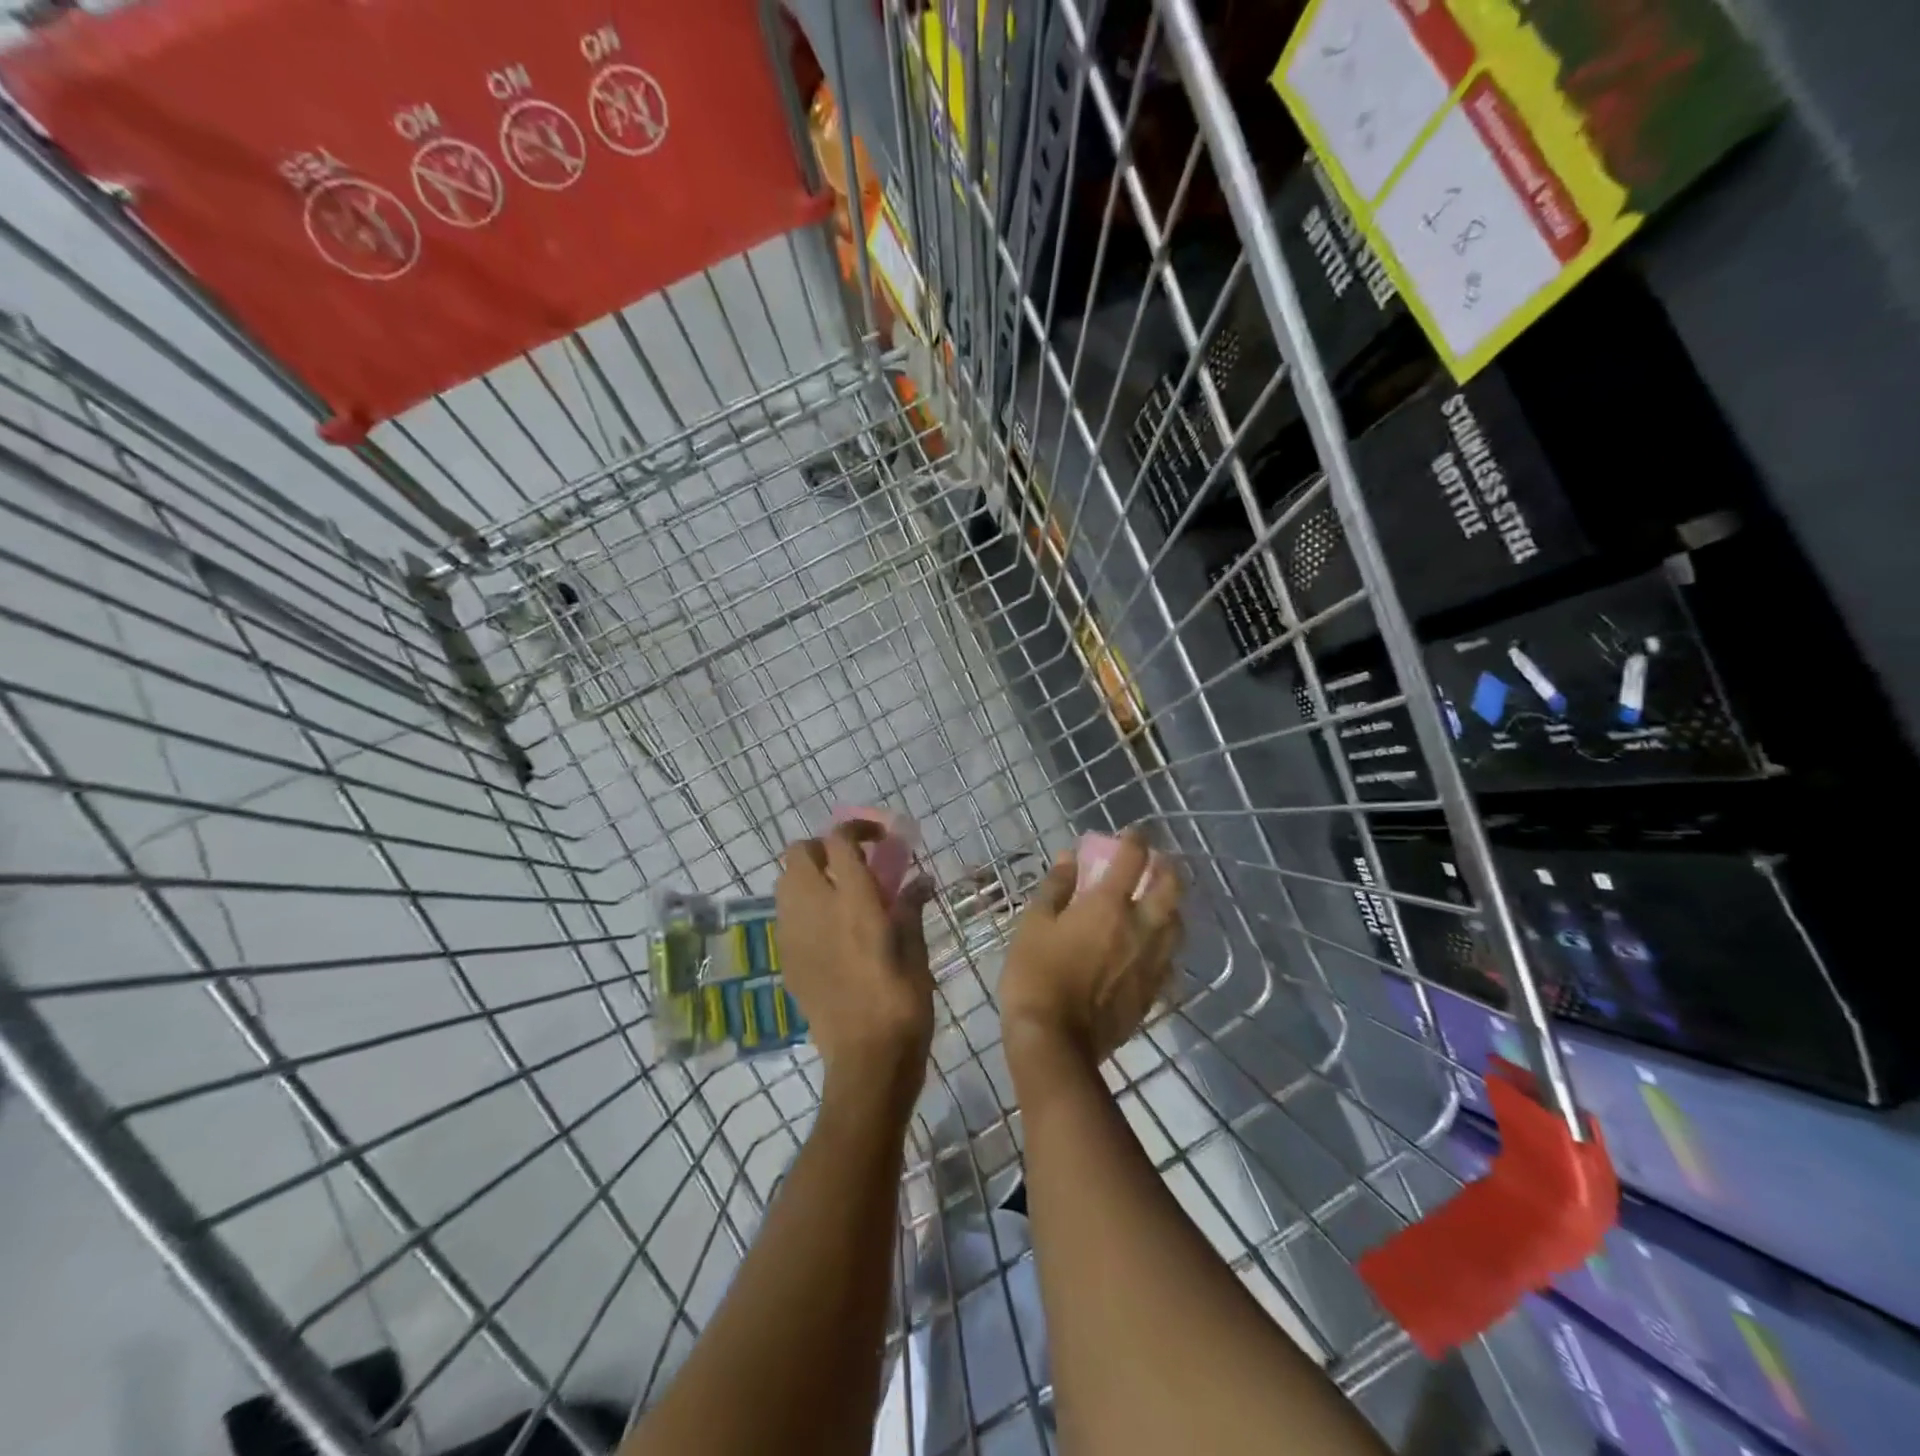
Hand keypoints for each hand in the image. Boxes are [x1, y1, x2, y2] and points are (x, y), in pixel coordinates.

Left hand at [775, 823, 933, 1106]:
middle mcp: (817, 910)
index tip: (878, 838)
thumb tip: (921, 880)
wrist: (866, 1061)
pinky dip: (803, 908)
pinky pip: (786, 917)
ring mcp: (795, 936)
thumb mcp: (916, 951)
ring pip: (785, 883)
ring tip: (840, 894)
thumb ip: (910, 908)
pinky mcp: (787, 961)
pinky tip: (830, 930)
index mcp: (855, 902)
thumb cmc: (903, 1003)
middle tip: (853, 864)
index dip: (856, 828)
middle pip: (798, 853)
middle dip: (823, 848)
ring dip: (809, 876)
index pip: (839, 842)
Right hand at [999, 831, 1182, 1075]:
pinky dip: (1166, 942)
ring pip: (1178, 923)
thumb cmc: (1036, 974)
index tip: (1132, 832)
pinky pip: (1170, 958)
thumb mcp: (1034, 923)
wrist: (1055, 1041)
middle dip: (1166, 866)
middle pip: (1170, 887)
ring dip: (1172, 903)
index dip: (1135, 839)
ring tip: (1160, 900)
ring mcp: (1152, 961)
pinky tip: (1154, 945)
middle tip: (1155, 861)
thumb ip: (1056, 887)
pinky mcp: (1153, 991)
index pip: (1132, 859)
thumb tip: (1069, 857)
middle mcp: (1140, 928)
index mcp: (1109, 905)